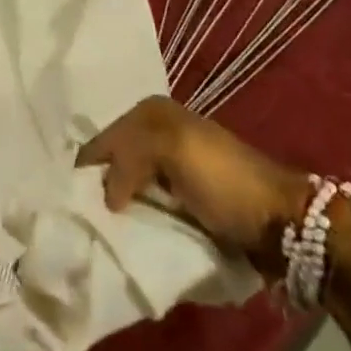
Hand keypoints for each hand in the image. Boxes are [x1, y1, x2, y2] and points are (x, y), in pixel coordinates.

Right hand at [78, 96, 310, 270]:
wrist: (282, 223)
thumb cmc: (225, 179)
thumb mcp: (173, 148)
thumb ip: (128, 158)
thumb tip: (105, 197)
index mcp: (150, 113)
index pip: (101, 140)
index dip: (86, 171)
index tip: (68, 206)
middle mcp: (155, 133)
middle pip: (111, 163)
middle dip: (98, 190)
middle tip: (81, 224)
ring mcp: (169, 168)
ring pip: (126, 186)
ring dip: (115, 209)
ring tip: (97, 237)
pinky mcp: (181, 200)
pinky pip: (145, 206)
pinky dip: (134, 220)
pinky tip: (125, 238)